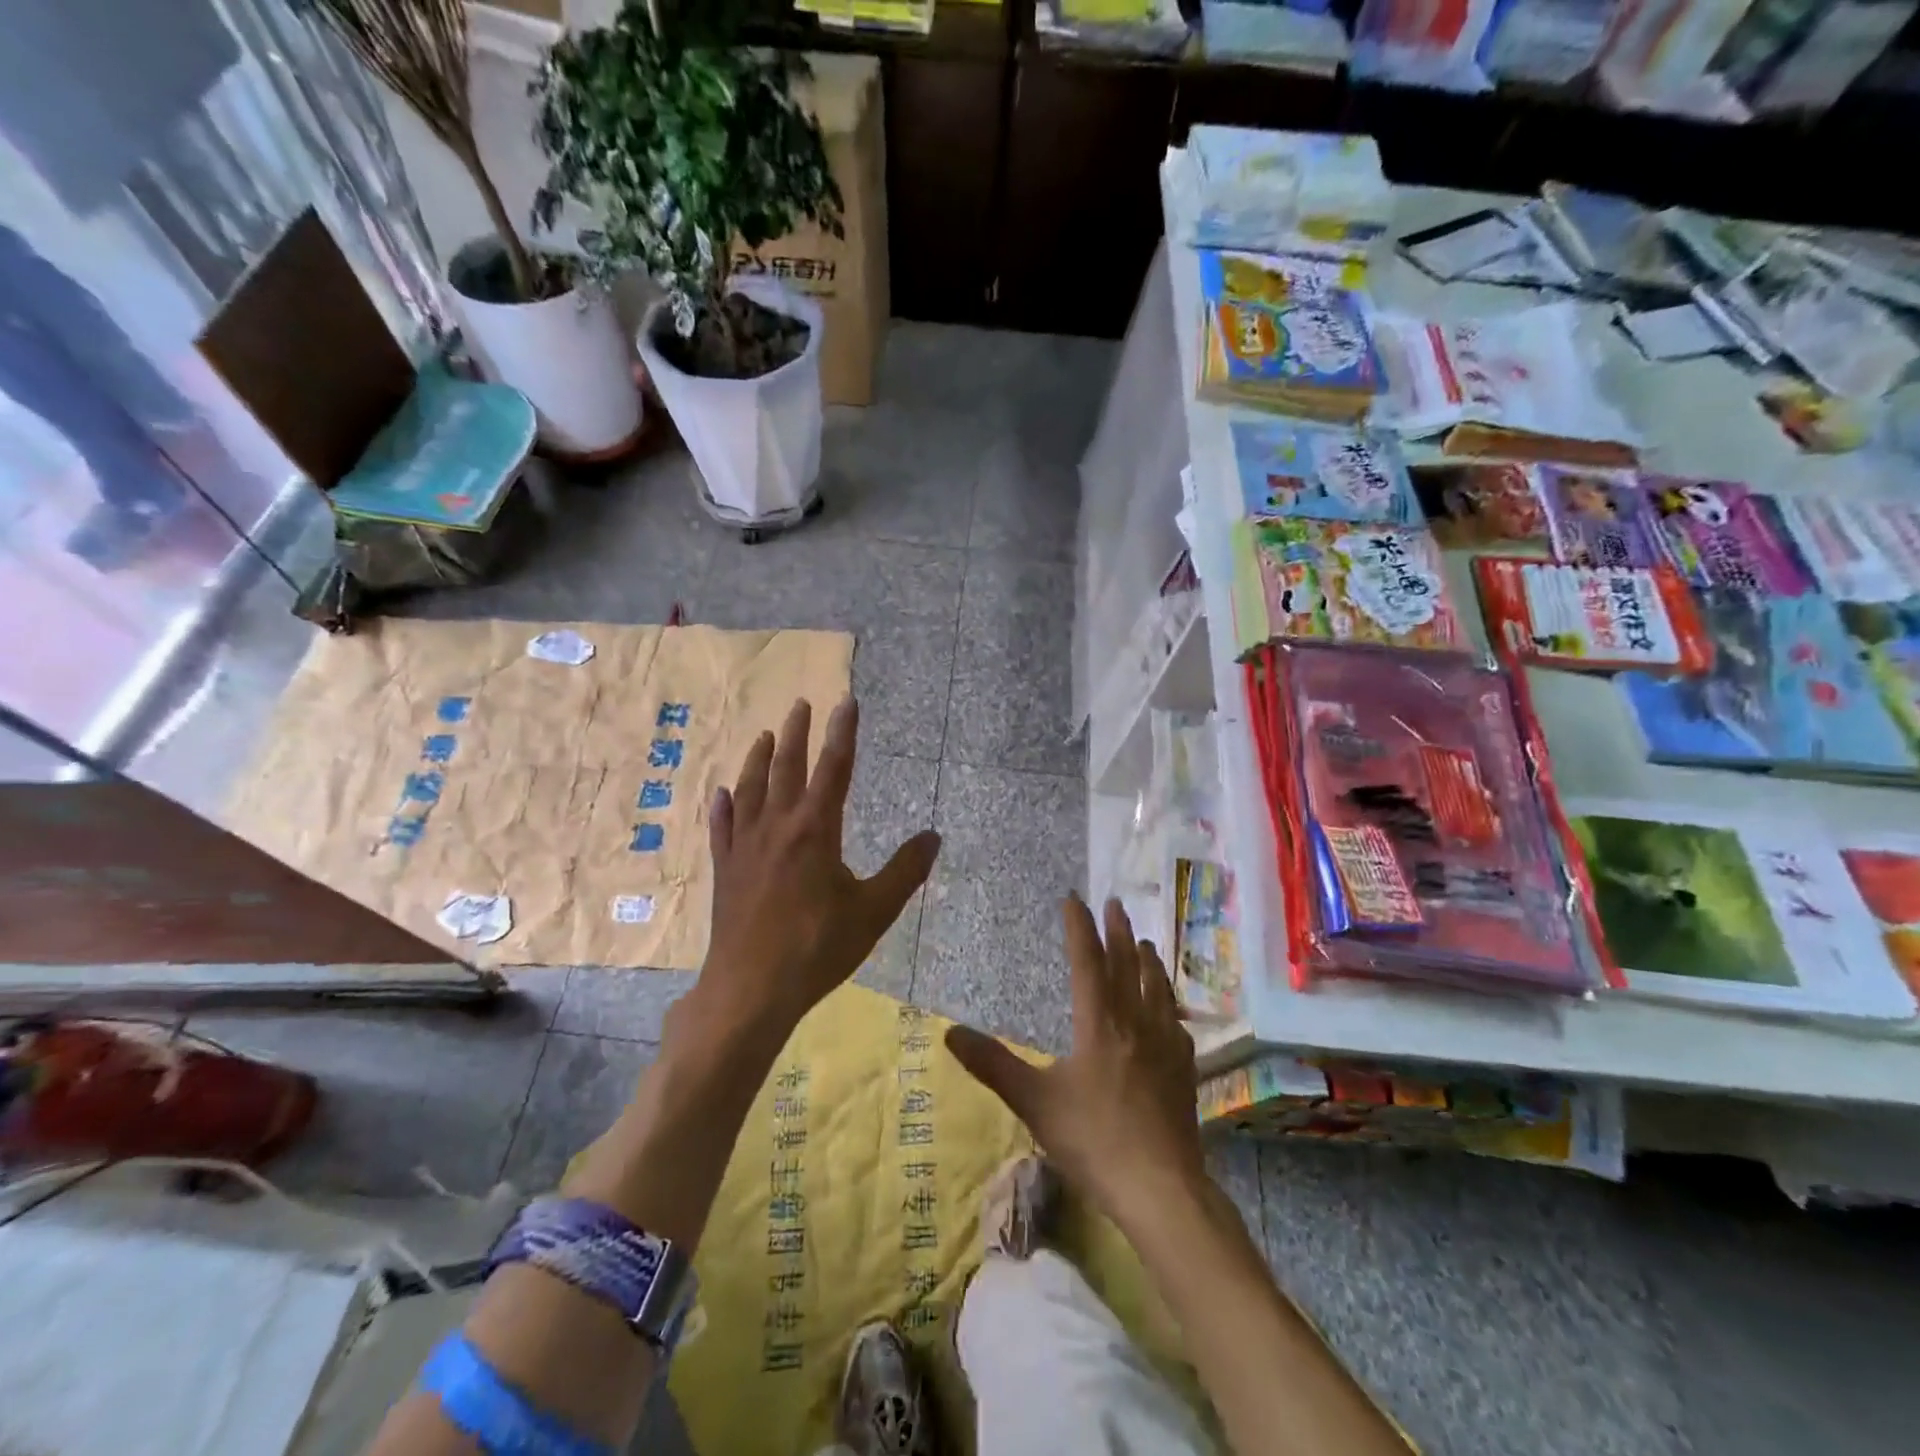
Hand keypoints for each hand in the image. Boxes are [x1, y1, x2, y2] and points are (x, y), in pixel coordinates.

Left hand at [692, 697, 940, 1040]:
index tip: (846, 701)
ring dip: (758, 759)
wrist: (751, 989)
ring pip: (750, 790)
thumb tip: (934, 836)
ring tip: (763, 735)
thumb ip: (905, 871)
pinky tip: (721, 794)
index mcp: (815, 830)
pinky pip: (722, 827)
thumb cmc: (818, 948)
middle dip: (795, 733)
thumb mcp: (874, 912)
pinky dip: (723, 806)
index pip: (834, 768)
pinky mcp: (725, 870)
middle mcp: (777, 826)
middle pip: (786, 768)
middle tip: (799, 704)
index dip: (842, 732)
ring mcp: (745, 847)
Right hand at [946, 895, 1202, 1228]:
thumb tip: (950, 1031)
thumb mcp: (1034, 1102)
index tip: (1074, 899)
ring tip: (1145, 942)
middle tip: (1115, 902)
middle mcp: (1135, 1023)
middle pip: (1126, 965)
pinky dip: (1169, 1004)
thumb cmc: (1093, 1141)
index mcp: (1098, 1023)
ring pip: (1157, 989)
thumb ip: (993, 1065)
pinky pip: (1176, 1023)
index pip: (1087, 961)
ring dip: (1148, 960)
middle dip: (1118, 931)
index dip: (1079, 928)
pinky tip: (1170, 1010)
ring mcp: (1165, 1045)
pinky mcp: (1184, 1070)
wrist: (1161, 1188)